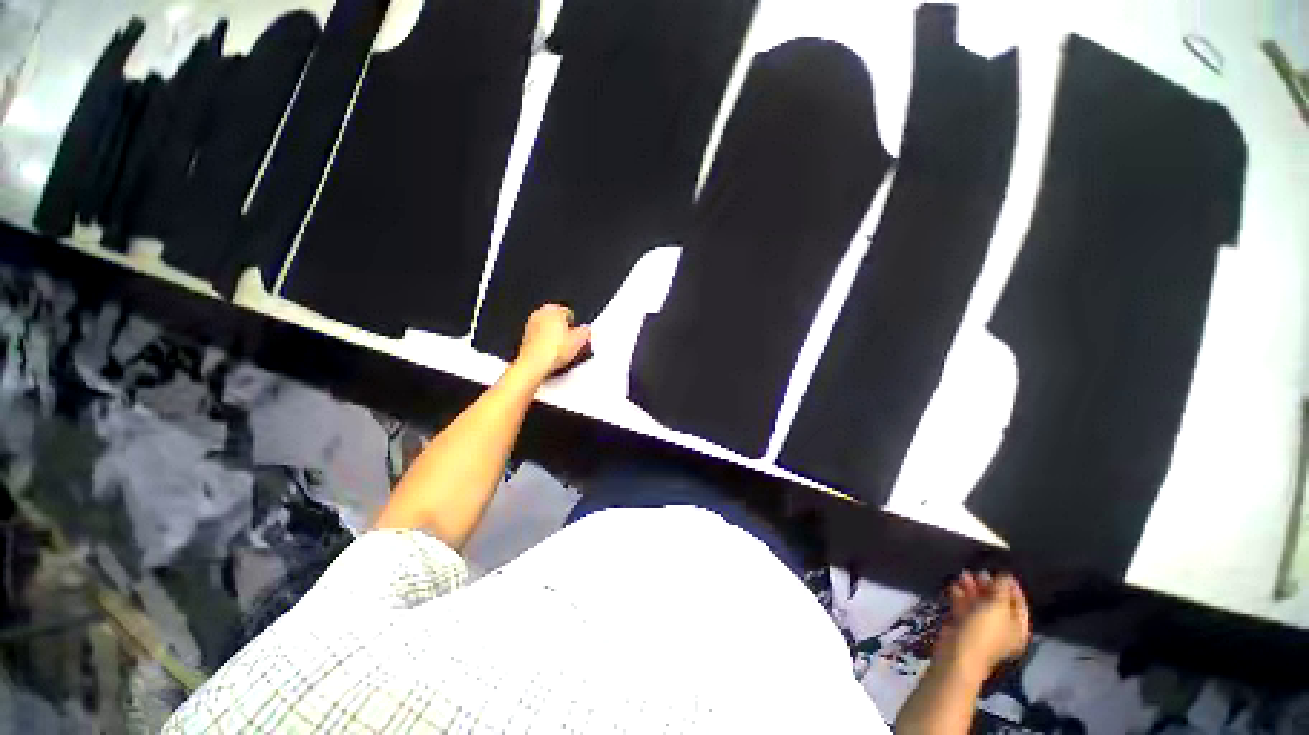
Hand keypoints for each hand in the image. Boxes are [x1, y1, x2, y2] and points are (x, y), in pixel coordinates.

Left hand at [512, 304, 591, 382]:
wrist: (534, 364)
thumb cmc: (554, 350)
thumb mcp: (579, 340)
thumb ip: (586, 331)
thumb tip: (586, 331)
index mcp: (553, 309)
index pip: (569, 313)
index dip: (576, 326)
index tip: (579, 335)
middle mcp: (539, 313)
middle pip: (558, 320)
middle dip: (565, 330)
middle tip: (572, 342)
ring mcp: (531, 325)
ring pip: (549, 329)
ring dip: (556, 337)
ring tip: (562, 350)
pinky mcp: (526, 337)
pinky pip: (541, 338)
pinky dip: (547, 343)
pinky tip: (552, 354)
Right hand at [936, 571, 1030, 681]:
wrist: (957, 652)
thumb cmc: (984, 631)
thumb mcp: (998, 607)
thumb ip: (1002, 589)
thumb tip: (1005, 575)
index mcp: (1018, 628)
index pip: (1019, 604)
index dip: (1011, 587)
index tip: (1001, 570)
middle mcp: (1002, 628)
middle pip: (997, 602)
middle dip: (988, 586)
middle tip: (979, 572)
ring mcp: (982, 627)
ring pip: (979, 603)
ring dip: (972, 588)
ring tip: (963, 575)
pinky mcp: (963, 625)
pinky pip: (964, 606)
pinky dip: (960, 595)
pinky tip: (954, 586)